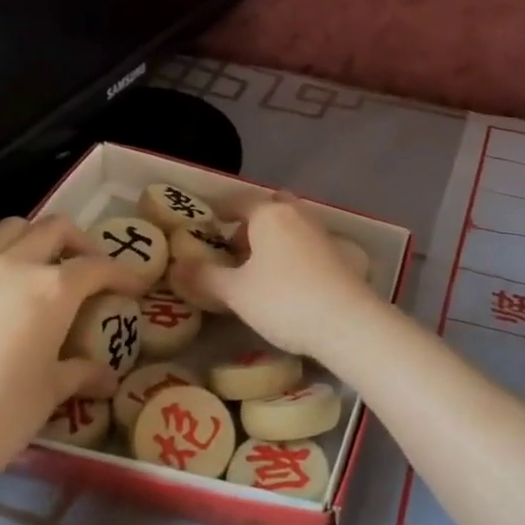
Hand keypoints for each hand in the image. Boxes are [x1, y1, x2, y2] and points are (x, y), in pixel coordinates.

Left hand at [0, 215, 146, 507]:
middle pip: (54, 228)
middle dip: (79, 242)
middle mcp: (12, 267)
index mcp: (52, 288)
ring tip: (39, 275)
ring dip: (33, 241)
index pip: (98, 266)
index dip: (123, 273)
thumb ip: (81, 374)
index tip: (135, 286)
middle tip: (88, 271)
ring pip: (8, 231)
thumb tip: (108, 379)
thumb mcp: (49, 394)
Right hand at [169, 194, 379, 355]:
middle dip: (250, 223)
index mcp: (270, 214)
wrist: (348, 323)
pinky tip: (283, 281)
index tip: (206, 222)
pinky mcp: (338, 256)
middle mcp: (298, 215)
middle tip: (232, 248)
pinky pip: (305, 244)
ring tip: (254, 269)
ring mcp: (322, 234)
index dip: (220, 210)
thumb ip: (204, 277)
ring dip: (271, 239)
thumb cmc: (285, 300)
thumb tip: (176, 266)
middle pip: (270, 208)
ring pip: (290, 226)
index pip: (239, 201)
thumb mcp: (236, 292)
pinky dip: (290, 253)